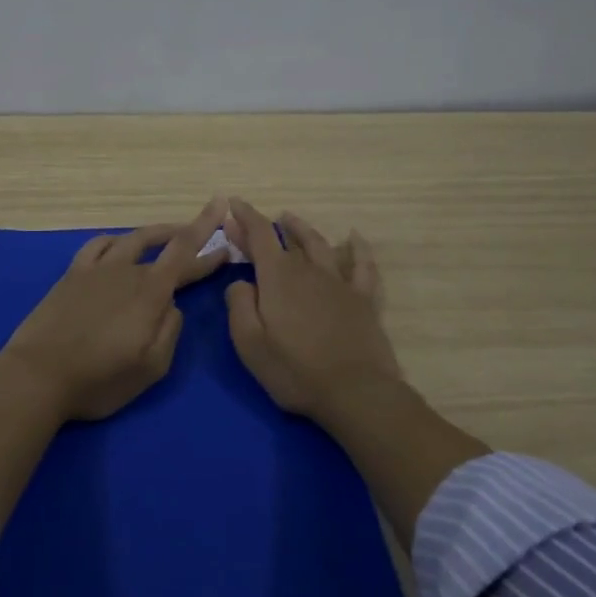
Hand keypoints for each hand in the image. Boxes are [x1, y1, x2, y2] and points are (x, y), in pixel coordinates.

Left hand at [1, 197, 230, 422]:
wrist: (38, 375)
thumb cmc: (99, 379)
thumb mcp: (151, 367)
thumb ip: (170, 331)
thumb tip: (172, 305)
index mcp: (150, 292)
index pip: (185, 253)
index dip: (207, 237)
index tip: (225, 227)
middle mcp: (126, 271)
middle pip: (163, 245)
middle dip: (189, 236)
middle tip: (207, 231)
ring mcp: (96, 269)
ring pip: (132, 239)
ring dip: (156, 232)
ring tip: (169, 232)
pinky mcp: (72, 275)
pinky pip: (97, 245)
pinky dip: (116, 239)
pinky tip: (119, 243)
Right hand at [224, 198, 403, 420]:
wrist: (356, 392)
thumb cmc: (295, 371)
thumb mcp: (250, 343)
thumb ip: (238, 305)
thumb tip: (240, 282)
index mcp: (278, 278)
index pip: (259, 235)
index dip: (244, 216)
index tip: (232, 204)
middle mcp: (308, 270)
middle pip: (285, 240)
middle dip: (264, 227)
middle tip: (249, 223)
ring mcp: (339, 283)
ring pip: (319, 244)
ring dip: (302, 229)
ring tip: (290, 219)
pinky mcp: (363, 299)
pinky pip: (361, 265)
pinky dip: (357, 248)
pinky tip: (354, 237)